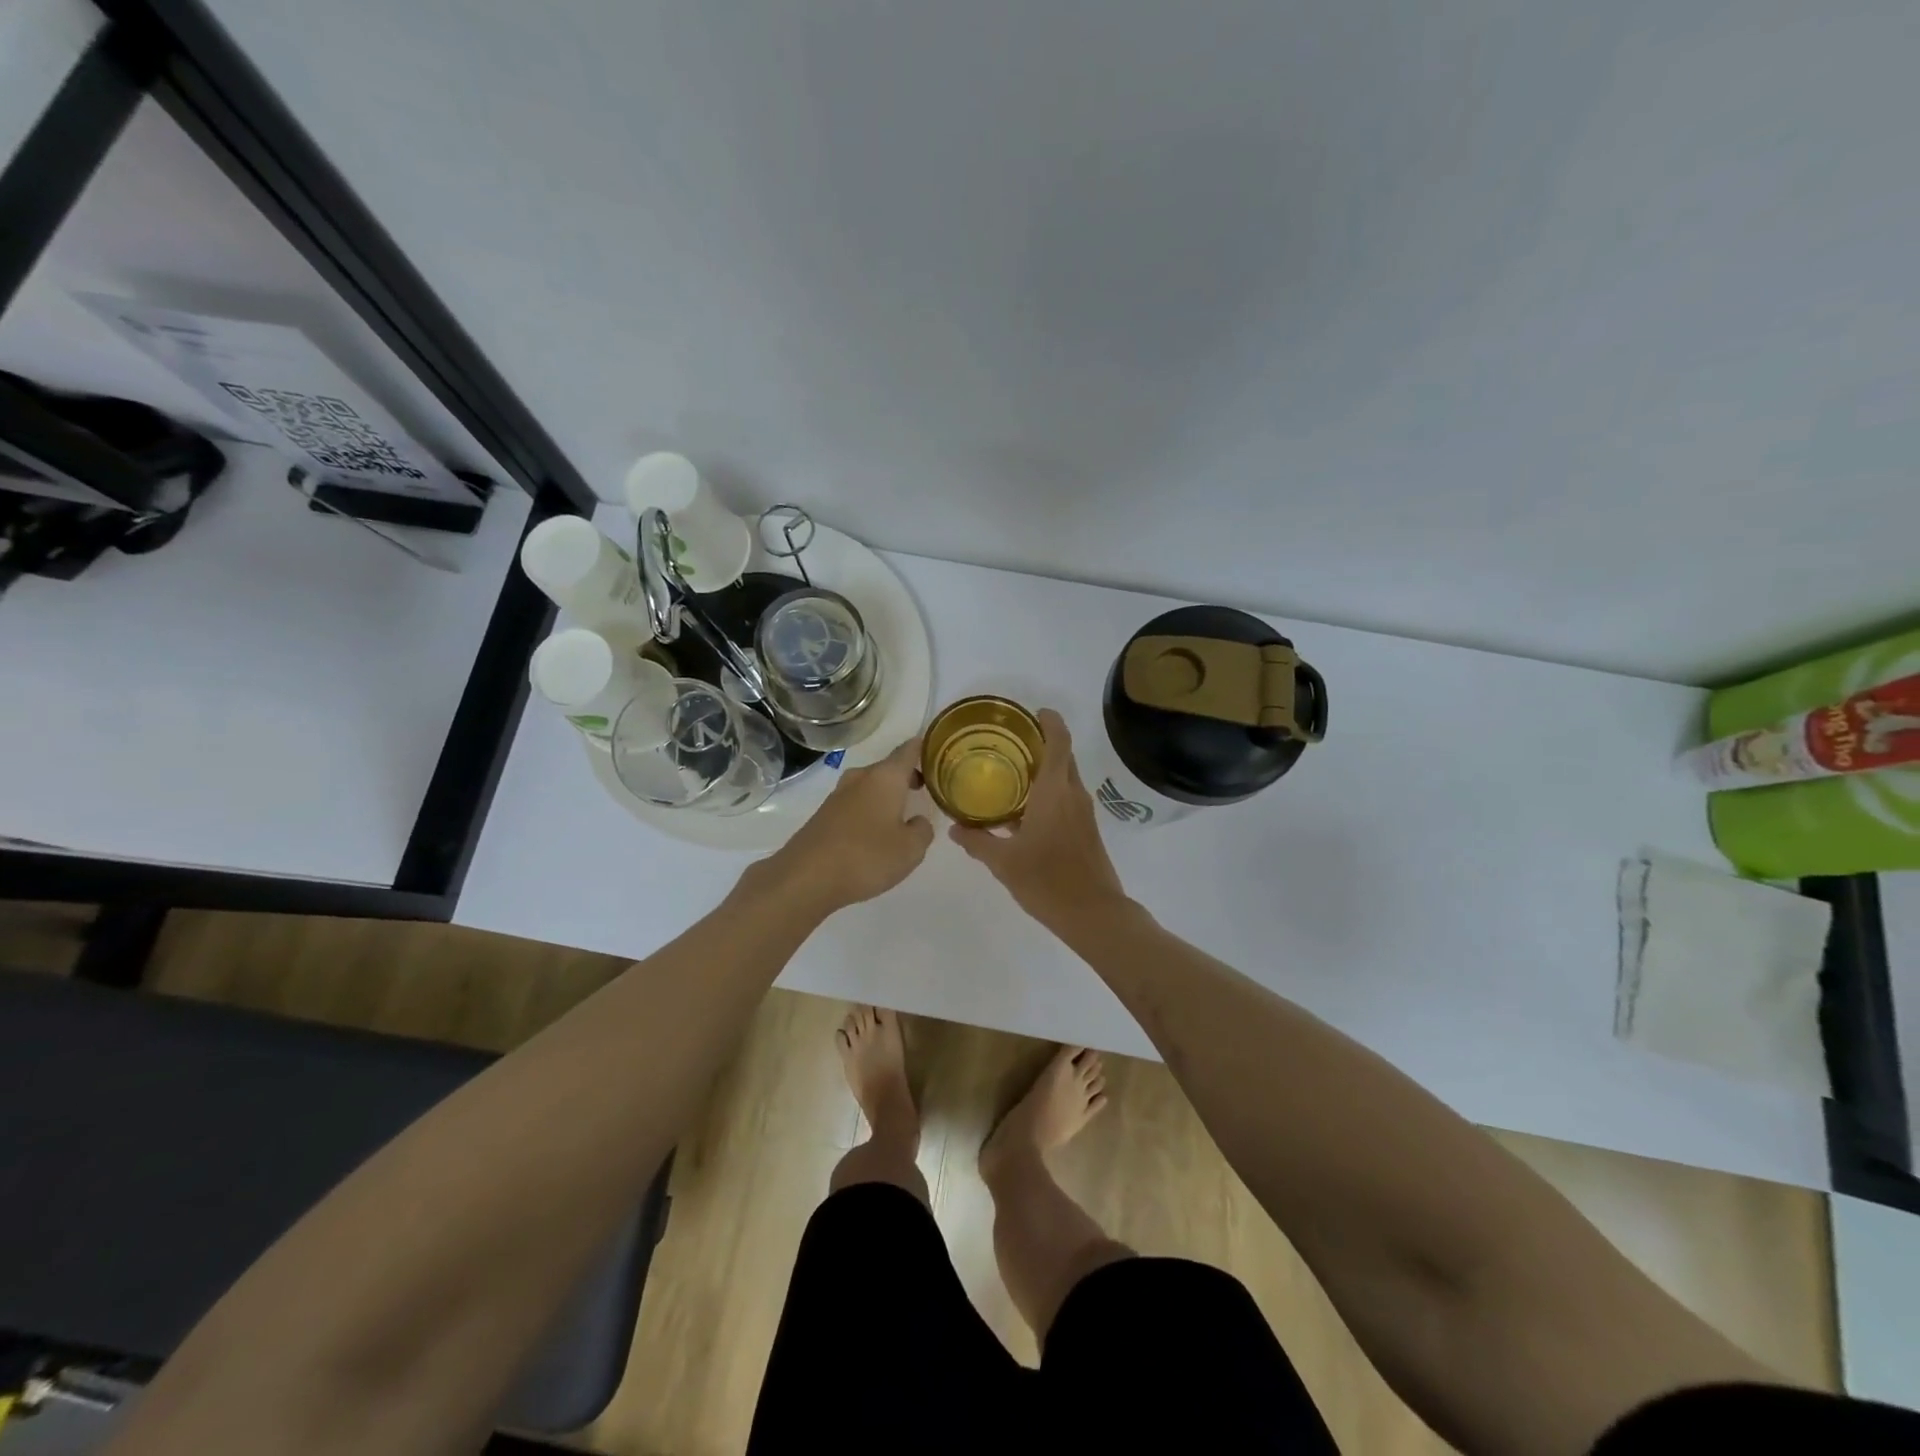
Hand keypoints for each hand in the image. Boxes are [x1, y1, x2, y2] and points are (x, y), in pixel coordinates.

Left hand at [765, 736, 934, 912]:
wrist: (806, 878)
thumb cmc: (866, 857)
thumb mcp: (910, 849)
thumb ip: (922, 830)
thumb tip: (917, 821)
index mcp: (885, 777)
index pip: (909, 750)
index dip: (924, 747)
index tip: (937, 751)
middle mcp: (860, 778)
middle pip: (888, 768)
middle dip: (906, 776)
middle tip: (924, 790)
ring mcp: (838, 795)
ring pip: (870, 786)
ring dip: (886, 795)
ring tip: (901, 815)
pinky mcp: (824, 815)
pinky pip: (855, 804)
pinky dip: (869, 811)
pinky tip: (874, 834)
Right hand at [950, 710, 1130, 930]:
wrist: (1094, 913)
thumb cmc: (1047, 881)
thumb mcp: (1004, 862)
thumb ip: (978, 841)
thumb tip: (954, 828)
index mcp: (1055, 792)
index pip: (1059, 742)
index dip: (1050, 722)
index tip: (1034, 713)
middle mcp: (1073, 795)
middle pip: (1063, 757)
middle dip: (1042, 745)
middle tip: (1009, 745)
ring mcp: (1084, 813)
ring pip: (1066, 779)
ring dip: (1045, 771)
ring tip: (1011, 775)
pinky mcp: (1087, 831)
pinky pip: (1067, 799)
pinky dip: (1049, 793)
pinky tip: (1025, 811)